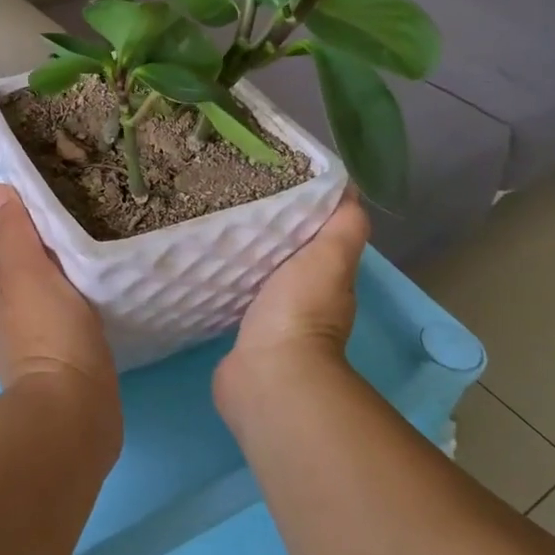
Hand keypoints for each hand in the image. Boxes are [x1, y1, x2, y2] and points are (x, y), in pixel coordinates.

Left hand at [0, 186, 118, 405]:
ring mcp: (27, 328)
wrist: (71, 410)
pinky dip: (77, 292)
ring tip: (101, 247)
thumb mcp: (28, 270)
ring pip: (47, 280)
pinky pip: (64, 305)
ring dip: (68, 265)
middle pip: (28, 255)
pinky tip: (100, 288)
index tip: (67, 197)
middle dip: (52, 237)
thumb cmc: (49, 330)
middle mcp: (2, 301)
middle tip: (92, 218)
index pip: (8, 229)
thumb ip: (13, 230)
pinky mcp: (56, 349)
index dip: (33, 212)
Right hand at [215, 196, 370, 414]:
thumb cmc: (301, 310)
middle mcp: (303, 298)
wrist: (267, 375)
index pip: (316, 235)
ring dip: (243, 254)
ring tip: (214, 221)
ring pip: (258, 273)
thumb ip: (344, 225)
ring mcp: (271, 318)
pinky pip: (233, 294)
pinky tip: (204, 262)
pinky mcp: (241, 332)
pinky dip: (224, 279)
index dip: (300, 210)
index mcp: (328, 278)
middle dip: (266, 230)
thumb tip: (350, 187)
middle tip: (234, 195)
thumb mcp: (330, 258)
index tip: (273, 179)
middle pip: (285, 253)